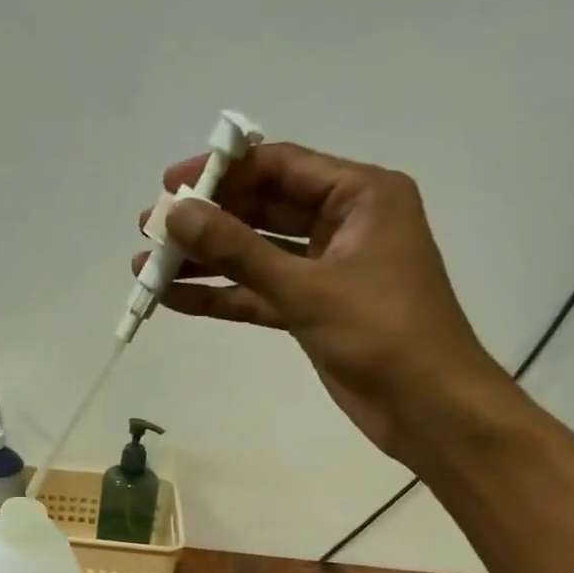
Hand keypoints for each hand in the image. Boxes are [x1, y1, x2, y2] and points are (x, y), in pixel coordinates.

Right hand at [139, 143, 511, 462]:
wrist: (426, 406)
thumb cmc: (382, 332)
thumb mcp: (306, 287)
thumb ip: (238, 251)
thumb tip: (177, 216)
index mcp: (360, 195)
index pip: (281, 166)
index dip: (222, 172)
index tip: (169, 186)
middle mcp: (343, 223)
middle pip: (262, 209)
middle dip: (206, 222)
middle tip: (150, 231)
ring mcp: (325, 269)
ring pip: (255, 255)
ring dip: (205, 262)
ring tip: (146, 269)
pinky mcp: (311, 310)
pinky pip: (259, 293)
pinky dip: (221, 297)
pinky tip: (174, 299)